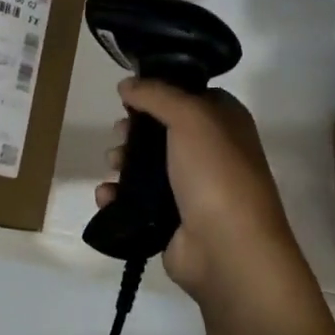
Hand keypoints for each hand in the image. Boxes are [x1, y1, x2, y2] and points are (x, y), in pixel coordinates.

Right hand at [94, 80, 308, 309]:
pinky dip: (119, 197)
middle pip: (162, 130)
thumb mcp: (190, 117)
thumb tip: (127, 84)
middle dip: (134, 130)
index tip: (130, 94)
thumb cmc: (215, 173)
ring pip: (147, 165)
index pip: (189, 96)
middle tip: (119, 133)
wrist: (228, 250)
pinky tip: (106, 196)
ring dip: (123, 162)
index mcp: (226, 122)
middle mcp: (211, 151)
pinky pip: (138, 201)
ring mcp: (192, 188)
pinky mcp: (172, 219)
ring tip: (112, 165)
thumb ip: (156, 94)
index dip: (159, 92)